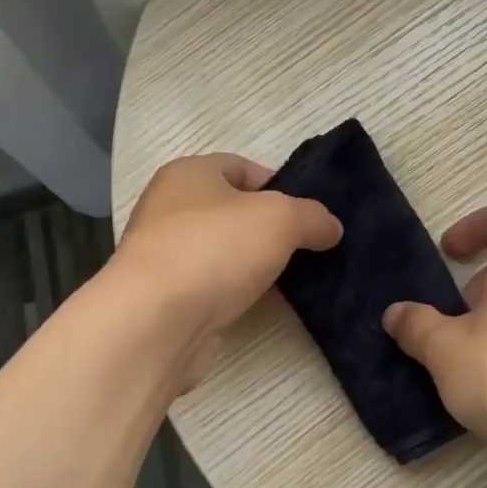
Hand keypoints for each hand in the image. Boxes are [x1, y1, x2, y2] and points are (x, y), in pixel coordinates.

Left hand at [115, 153, 341, 387]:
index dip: (277, 184)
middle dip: (269, 229)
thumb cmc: (215, 248)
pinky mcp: (166, 298)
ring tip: (294, 279)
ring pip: (222, 252)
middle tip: (306, 247)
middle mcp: (169, 209)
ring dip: (254, 264)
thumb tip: (331, 227)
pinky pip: (212, 287)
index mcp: (188, 174)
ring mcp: (164, 255)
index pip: (239, 166)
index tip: (306, 213)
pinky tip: (264, 305)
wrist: (156, 321)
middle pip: (231, 211)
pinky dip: (237, 293)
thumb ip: (312, 216)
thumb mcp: (280, 219)